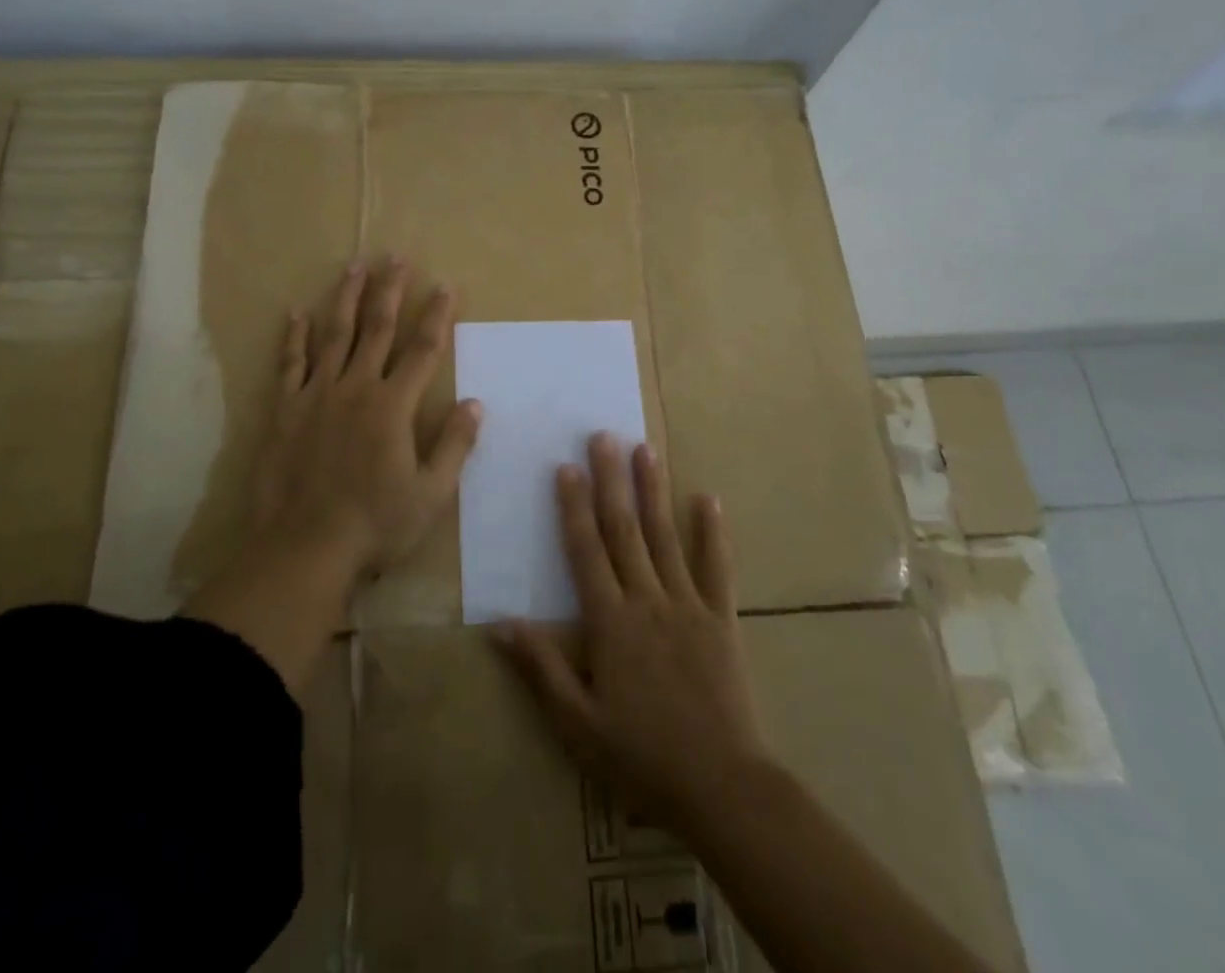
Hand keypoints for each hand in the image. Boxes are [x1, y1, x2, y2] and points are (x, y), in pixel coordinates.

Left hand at [251, 257, 482, 578]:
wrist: (304, 549)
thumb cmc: (375, 525)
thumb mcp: (431, 494)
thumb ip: (454, 445)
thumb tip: (475, 403)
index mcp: (393, 407)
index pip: (423, 350)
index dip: (437, 316)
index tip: (445, 285)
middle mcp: (356, 388)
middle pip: (377, 329)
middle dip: (389, 291)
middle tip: (395, 257)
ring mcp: (316, 395)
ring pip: (334, 335)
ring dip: (346, 298)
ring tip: (354, 267)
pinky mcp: (285, 410)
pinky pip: (290, 364)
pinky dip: (294, 337)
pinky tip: (296, 312)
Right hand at [496, 433, 770, 835]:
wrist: (723, 787)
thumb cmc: (642, 758)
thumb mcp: (578, 724)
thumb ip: (541, 668)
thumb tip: (501, 622)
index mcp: (610, 622)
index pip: (585, 551)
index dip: (573, 508)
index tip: (566, 468)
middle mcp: (647, 600)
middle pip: (624, 530)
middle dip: (611, 481)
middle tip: (603, 436)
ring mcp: (688, 605)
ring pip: (665, 536)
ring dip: (654, 490)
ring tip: (645, 449)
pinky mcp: (722, 619)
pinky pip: (717, 567)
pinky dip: (712, 532)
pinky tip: (708, 498)